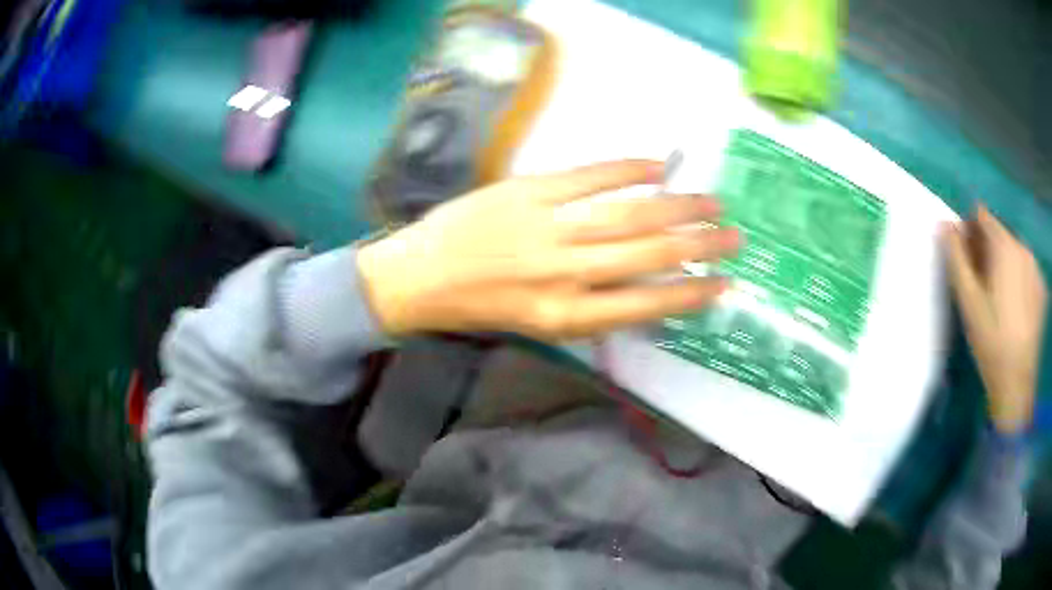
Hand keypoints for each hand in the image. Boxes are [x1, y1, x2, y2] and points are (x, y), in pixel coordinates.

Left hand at [357, 160, 738, 340]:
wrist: (418, 277)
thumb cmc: (478, 307)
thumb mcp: (537, 323)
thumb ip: (590, 307)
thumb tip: (641, 285)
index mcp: (566, 316)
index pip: (645, 305)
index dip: (690, 294)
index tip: (723, 284)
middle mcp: (565, 274)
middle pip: (648, 256)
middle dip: (698, 246)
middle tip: (733, 236)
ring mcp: (548, 228)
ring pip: (628, 216)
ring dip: (676, 207)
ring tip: (711, 202)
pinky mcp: (530, 191)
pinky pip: (589, 177)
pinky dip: (628, 170)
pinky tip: (657, 167)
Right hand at [943, 205, 1047, 433]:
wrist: (1016, 384)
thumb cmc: (990, 340)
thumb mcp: (968, 300)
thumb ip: (955, 257)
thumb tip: (944, 223)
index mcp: (1004, 245)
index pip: (982, 215)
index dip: (970, 231)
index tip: (966, 259)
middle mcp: (1023, 247)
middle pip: (1000, 233)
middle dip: (987, 250)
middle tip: (980, 284)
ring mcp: (1036, 269)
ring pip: (1014, 252)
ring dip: (1003, 264)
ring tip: (998, 299)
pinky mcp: (1042, 289)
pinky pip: (1026, 270)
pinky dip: (1018, 279)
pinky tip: (1014, 309)